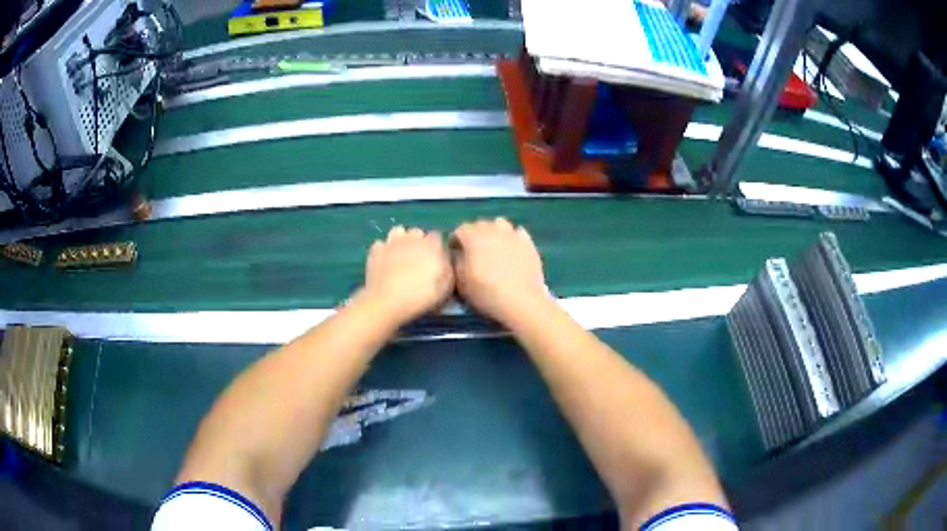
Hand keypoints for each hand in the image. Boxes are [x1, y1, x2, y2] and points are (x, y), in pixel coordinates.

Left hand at [361, 226, 453, 326]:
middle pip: (418, 232)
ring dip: (401, 240)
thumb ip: (448, 269)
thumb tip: (445, 261)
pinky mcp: (376, 250)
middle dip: (419, 242)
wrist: (388, 301)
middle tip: (419, 259)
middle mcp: (412, 238)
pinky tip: (385, 261)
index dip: (437, 247)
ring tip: (401, 256)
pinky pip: (381, 244)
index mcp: (432, 244)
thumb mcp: (446, 287)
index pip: (437, 236)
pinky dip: (384, 250)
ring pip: (398, 231)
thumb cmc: (421, 296)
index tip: (436, 259)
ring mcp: (392, 242)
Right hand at [452, 218, 551, 325]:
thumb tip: (457, 255)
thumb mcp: (461, 282)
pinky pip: (517, 233)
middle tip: (475, 254)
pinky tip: (512, 251)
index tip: (457, 256)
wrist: (522, 301)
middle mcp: (492, 228)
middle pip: (479, 225)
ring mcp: (513, 234)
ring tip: (494, 249)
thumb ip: (455, 263)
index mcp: (473, 236)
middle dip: (475, 236)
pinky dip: (512, 239)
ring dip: (494, 233)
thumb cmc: (487, 292)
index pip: (459, 231)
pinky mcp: (528, 243)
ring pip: (499, 225)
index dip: (456, 243)